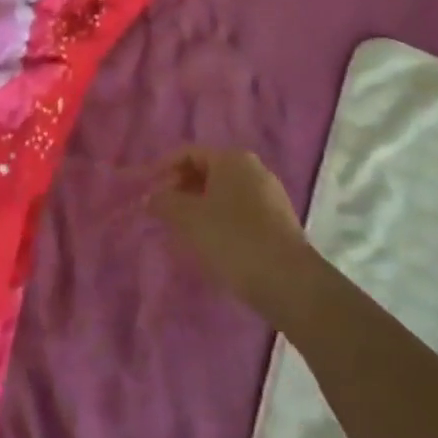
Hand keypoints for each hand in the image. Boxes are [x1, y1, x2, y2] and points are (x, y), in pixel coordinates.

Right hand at [147, 147, 312, 318]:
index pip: (189, 153)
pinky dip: (221, 220)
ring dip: (201, 207)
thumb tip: (150, 197)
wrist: (290, 283)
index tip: (148, 190)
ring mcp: (270, 195)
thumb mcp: (190, 219)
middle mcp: (253, 169)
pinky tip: (212, 244)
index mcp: (232, 158)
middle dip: (182, 189)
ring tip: (183, 231)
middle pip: (208, 171)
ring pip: (224, 193)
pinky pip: (240, 211)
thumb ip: (165, 203)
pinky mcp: (279, 222)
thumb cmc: (233, 240)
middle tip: (163, 212)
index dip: (164, 169)